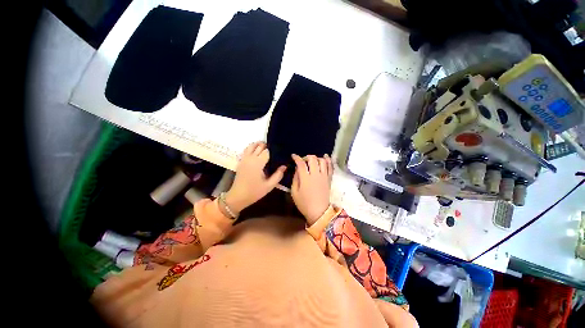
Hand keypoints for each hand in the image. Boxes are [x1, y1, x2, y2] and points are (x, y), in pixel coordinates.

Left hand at [225, 142, 285, 213]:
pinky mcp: (241, 161)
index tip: (279, 154)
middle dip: (267, 146)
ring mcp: (244, 159)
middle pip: (259, 146)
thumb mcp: (269, 185)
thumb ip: (278, 175)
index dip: (273, 151)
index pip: (267, 151)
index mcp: (258, 163)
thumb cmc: (254, 192)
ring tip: (265, 148)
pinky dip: (252, 148)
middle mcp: (250, 158)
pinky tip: (257, 152)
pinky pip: (246, 150)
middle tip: (274, 152)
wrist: (238, 197)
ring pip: (251, 146)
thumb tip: (284, 166)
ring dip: (258, 145)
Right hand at [291, 154, 332, 224]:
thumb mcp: (294, 192)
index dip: (297, 158)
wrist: (319, 212)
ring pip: (322, 161)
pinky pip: (330, 167)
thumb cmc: (304, 204)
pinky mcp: (329, 179)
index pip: (301, 164)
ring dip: (316, 158)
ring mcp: (324, 176)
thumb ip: (295, 179)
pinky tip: (325, 157)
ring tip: (312, 161)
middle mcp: (316, 175)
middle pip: (313, 159)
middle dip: (306, 157)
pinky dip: (328, 160)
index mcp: (306, 179)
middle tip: (303, 161)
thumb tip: (297, 169)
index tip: (293, 156)